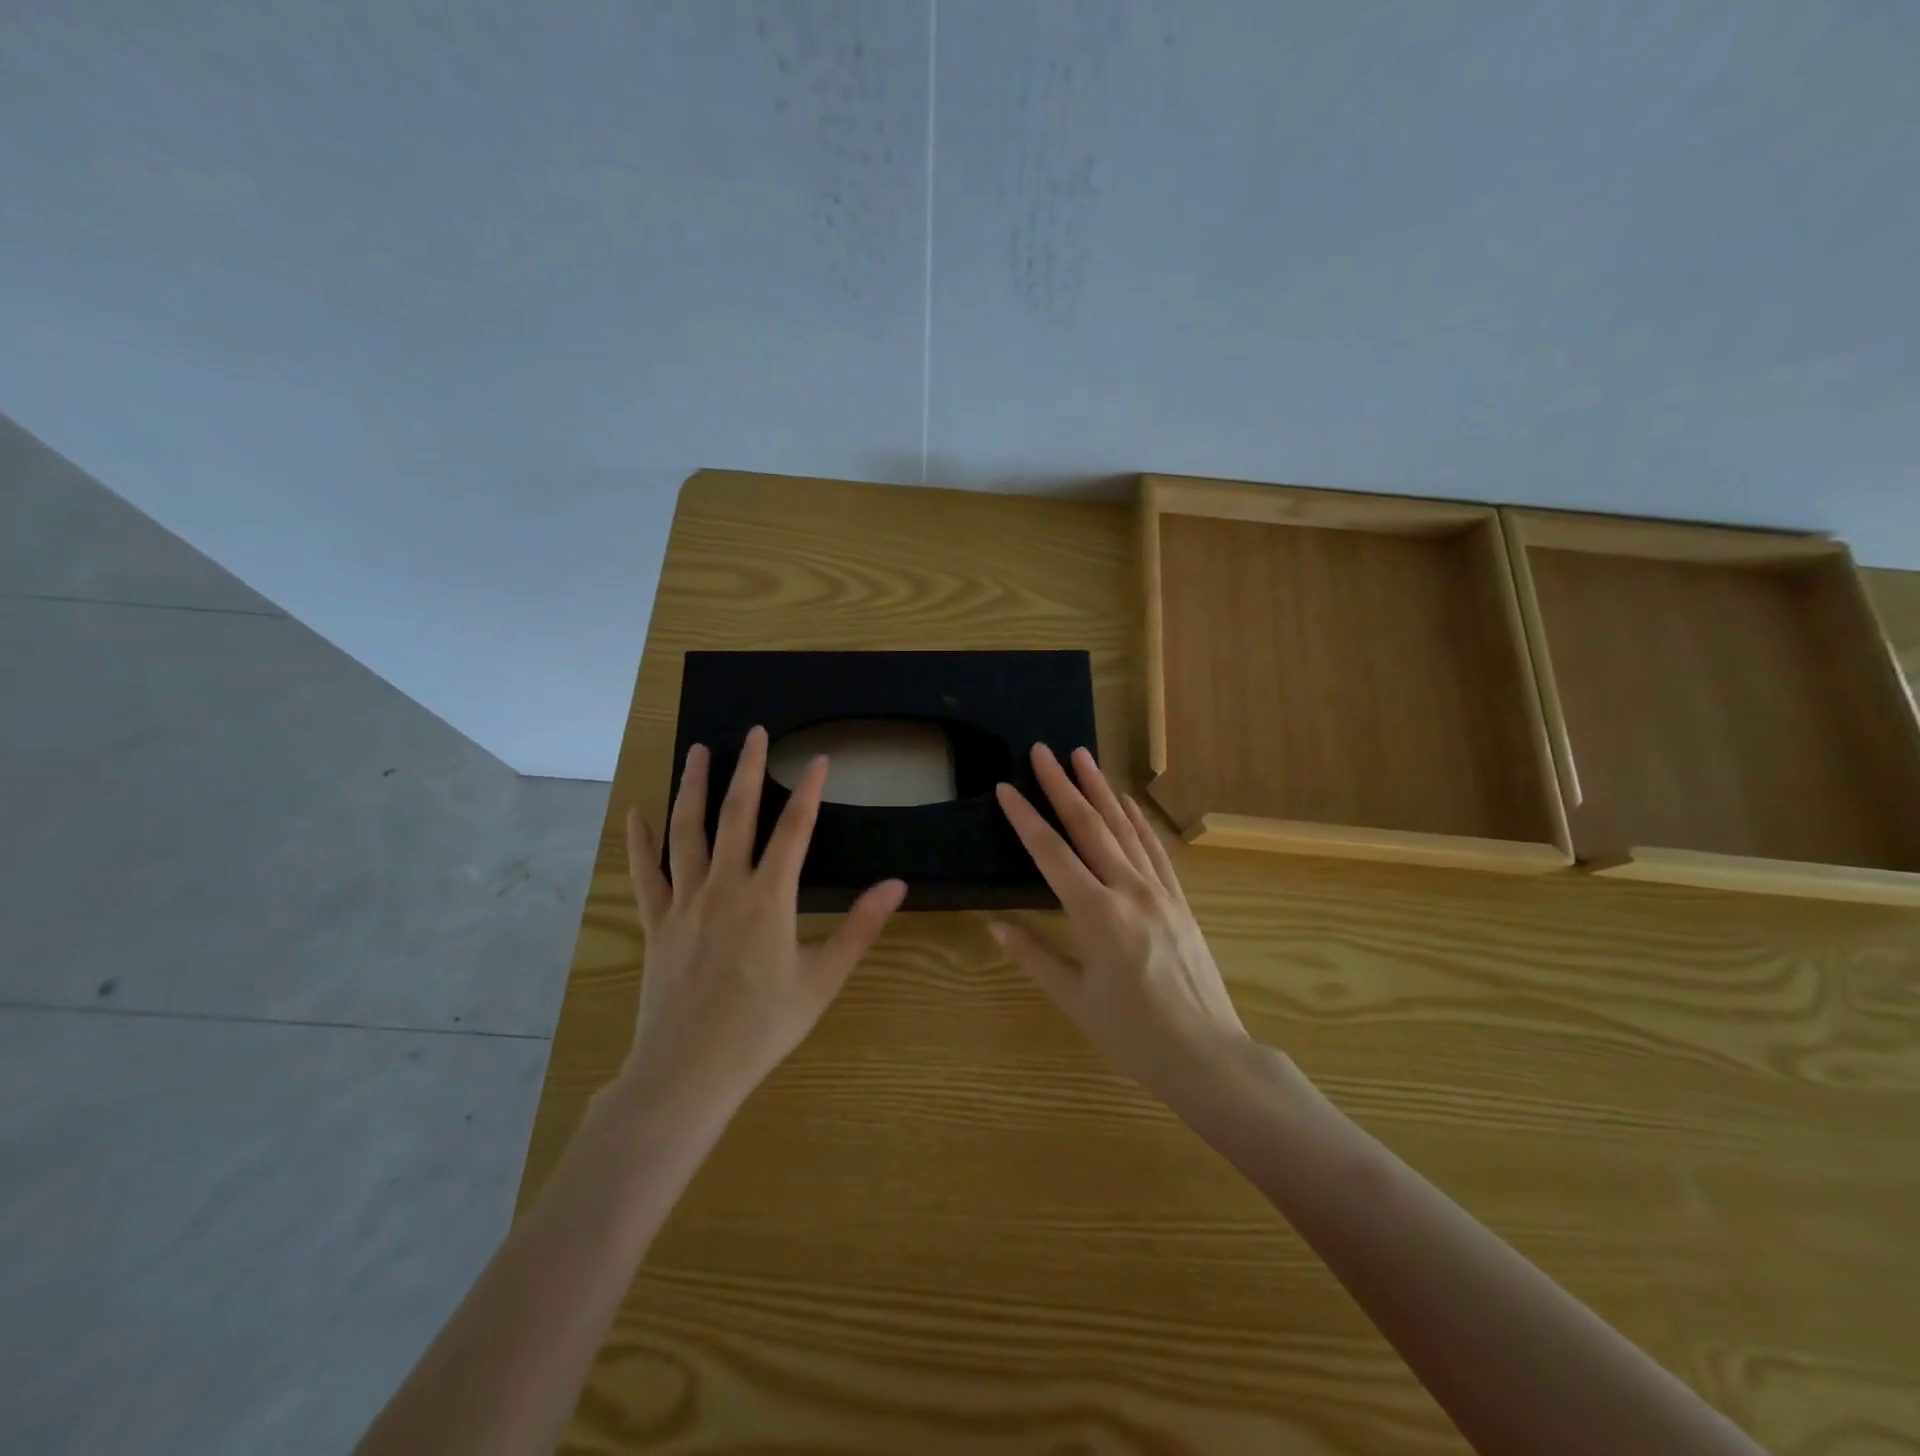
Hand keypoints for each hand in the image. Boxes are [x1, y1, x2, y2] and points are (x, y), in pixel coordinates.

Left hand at [621, 725, 907, 1117]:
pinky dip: (640, 840)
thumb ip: (860, 927)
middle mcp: (725, 886)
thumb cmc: (763, 1027)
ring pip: (687, 830)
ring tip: (698, 750)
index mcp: (769, 897)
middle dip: (749, 769)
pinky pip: (646, 873)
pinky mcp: (657, 922)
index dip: (810, 790)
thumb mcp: (823, 979)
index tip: (821, 758)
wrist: (688, 1071)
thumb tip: (897, 886)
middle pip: (738, 814)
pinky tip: (638, 812)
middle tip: (756, 732)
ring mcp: (685, 901)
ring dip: (693, 786)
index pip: (795, 829)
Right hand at [992, 745, 1251, 1114]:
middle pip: (1089, 827)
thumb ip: (1033, 955)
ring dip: (1100, 790)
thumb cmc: (1133, 1034)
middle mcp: (1128, 891)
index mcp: (1096, 915)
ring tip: (1082, 757)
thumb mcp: (1075, 998)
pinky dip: (1137, 820)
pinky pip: (1155, 849)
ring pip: (1124, 829)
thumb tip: (995, 924)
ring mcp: (1159, 891)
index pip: (1051, 853)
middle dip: (1062, 786)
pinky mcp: (1179, 899)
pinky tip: (1125, 800)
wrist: (1207, 1055)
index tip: (1006, 788)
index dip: (1026, 818)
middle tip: (1043, 751)